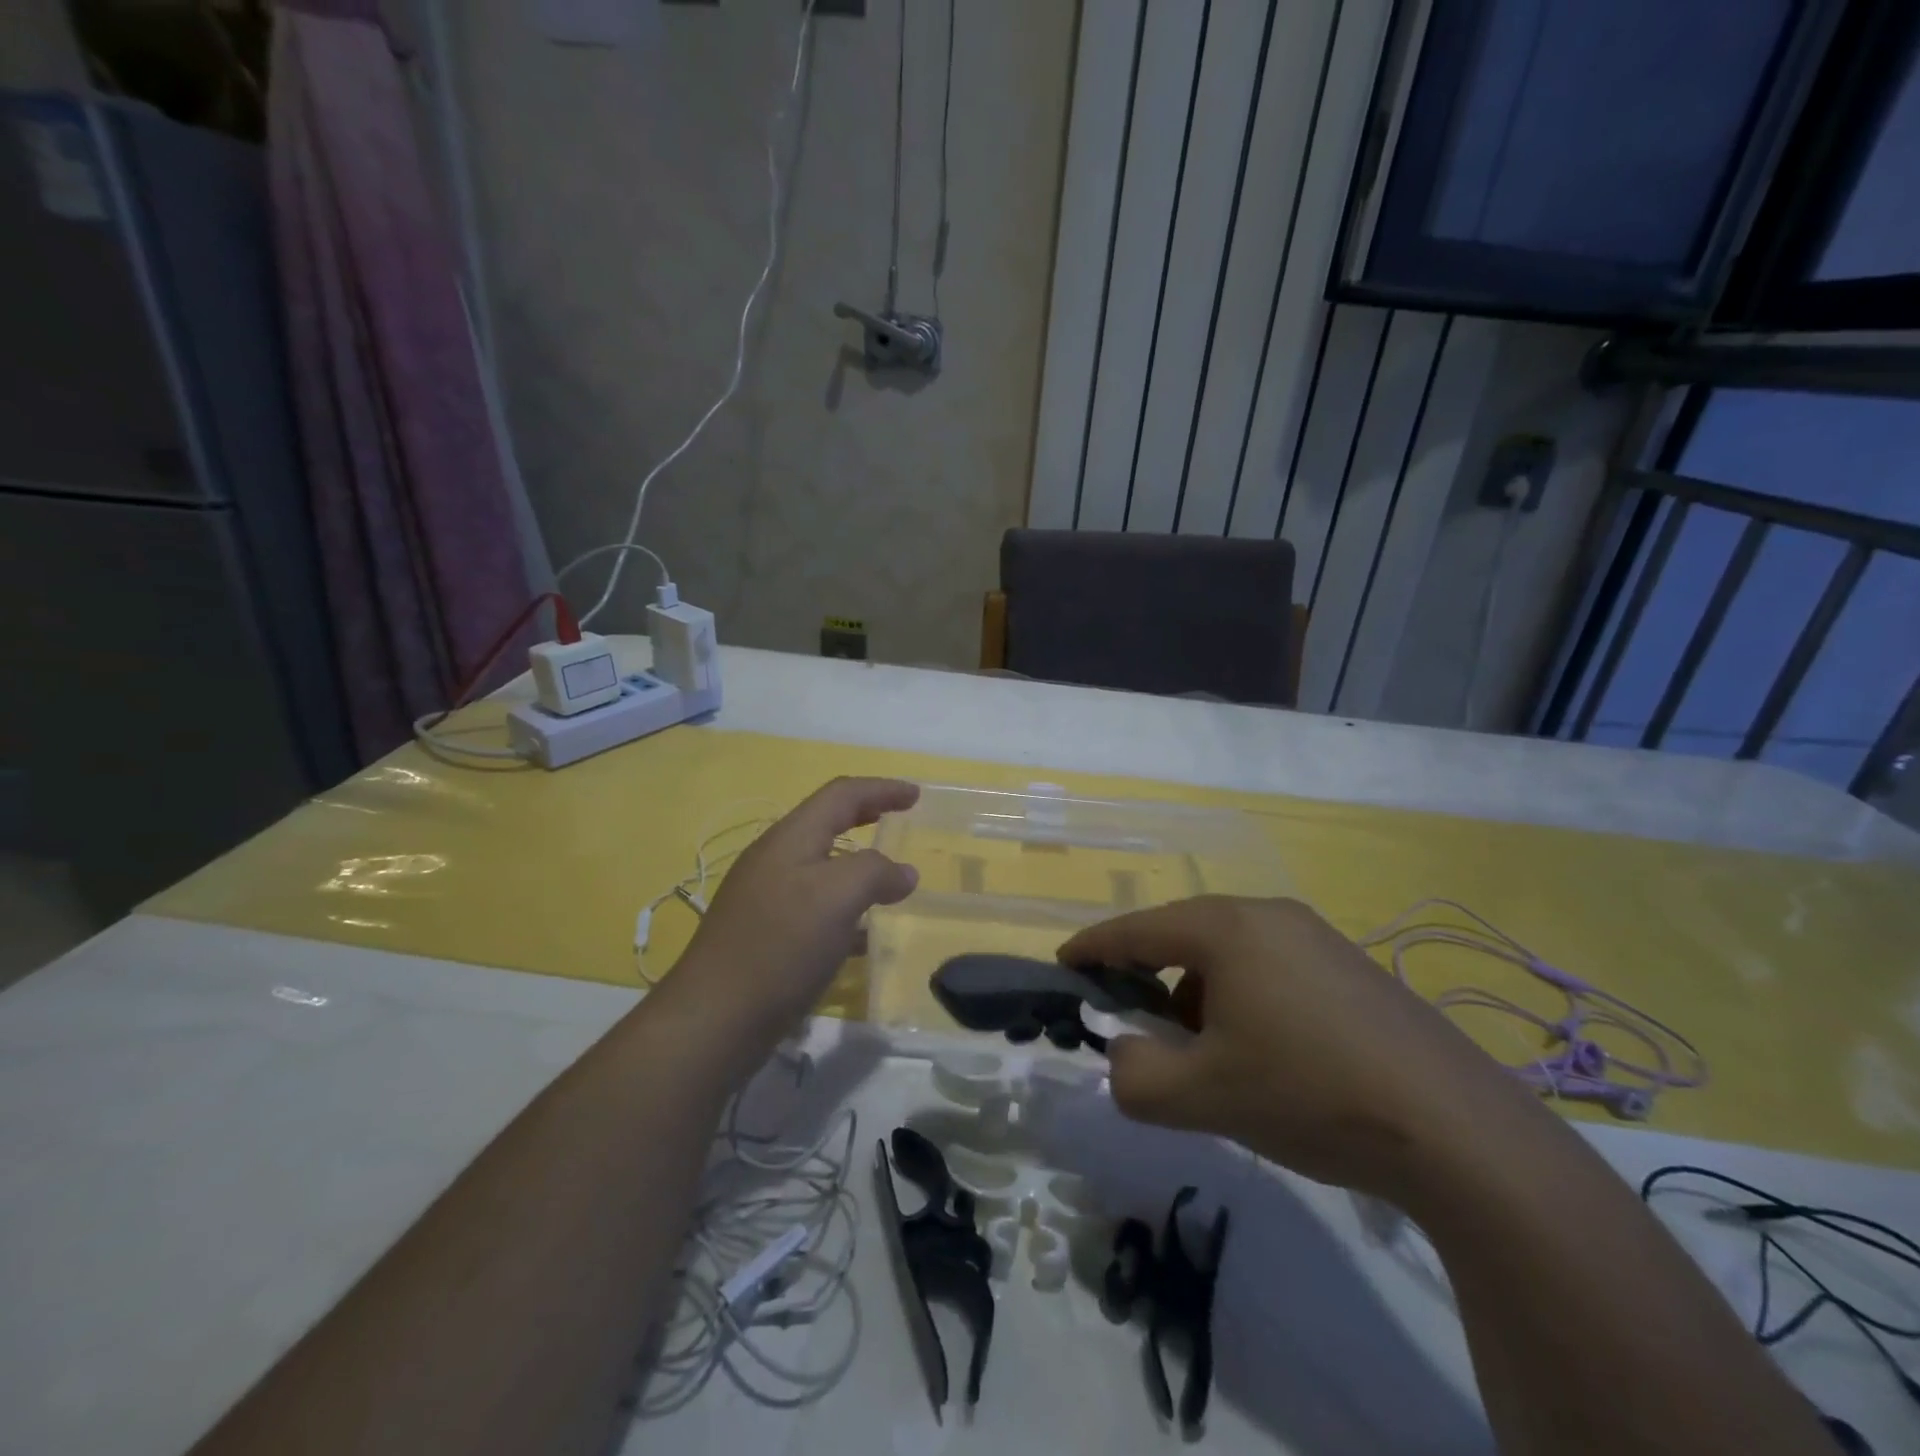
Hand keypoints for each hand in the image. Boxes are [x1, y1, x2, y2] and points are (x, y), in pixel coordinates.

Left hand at [665, 777, 920, 1050]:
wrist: (715, 1018)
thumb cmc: (780, 945)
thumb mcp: (838, 897)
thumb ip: (875, 872)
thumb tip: (902, 873)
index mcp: (790, 838)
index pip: (841, 795)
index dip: (881, 789)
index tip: (916, 795)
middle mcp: (775, 859)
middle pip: (827, 823)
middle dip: (866, 816)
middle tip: (901, 818)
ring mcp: (765, 898)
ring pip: (821, 867)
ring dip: (857, 864)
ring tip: (888, 879)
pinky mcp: (765, 934)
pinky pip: (814, 905)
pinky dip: (844, 906)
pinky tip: (861, 935)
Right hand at [1059, 896, 1517, 1199]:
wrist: (1458, 1132)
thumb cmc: (1309, 1094)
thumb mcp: (1202, 1096)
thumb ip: (1134, 1075)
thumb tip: (1125, 1052)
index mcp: (1227, 928)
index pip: (1137, 929)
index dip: (1094, 947)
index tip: (1064, 964)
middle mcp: (1270, 915)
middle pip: (1184, 937)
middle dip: (1152, 980)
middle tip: (1138, 1026)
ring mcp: (1318, 937)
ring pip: (1230, 955)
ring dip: (1201, 995)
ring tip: (1210, 1055)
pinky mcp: (1353, 968)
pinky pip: (1272, 969)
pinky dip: (1246, 1000)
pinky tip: (1268, 1055)